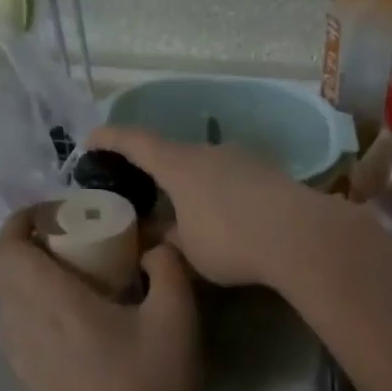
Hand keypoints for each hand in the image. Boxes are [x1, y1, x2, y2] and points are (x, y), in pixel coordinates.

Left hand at [0, 209, 200, 390]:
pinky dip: (29, 306)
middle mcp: (25, 326)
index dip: (23, 220)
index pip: (9, 247)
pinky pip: (13, 326)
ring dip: (26, 276)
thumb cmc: (158, 380)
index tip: (57, 213)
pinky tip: (66, 317)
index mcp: (56, 303)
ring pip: (5, 300)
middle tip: (69, 240)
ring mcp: (22, 357)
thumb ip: (166, 264)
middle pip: (3, 270)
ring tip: (68, 276)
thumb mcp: (178, 314)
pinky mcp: (29, 379)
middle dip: (27, 244)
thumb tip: (151, 246)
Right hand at [87, 126, 351, 288]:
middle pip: (173, 153)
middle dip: (155, 170)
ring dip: (191, 184)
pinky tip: (224, 215)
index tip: (91, 140)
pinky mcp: (269, 173)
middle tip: (142, 190)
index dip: (110, 139)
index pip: (135, 142)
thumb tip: (156, 234)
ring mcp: (243, 159)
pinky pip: (231, 178)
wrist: (300, 236)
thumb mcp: (188, 251)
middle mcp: (209, 152)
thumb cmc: (231, 241)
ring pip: (205, 166)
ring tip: (185, 209)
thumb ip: (167, 238)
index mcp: (179, 164)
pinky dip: (218, 192)